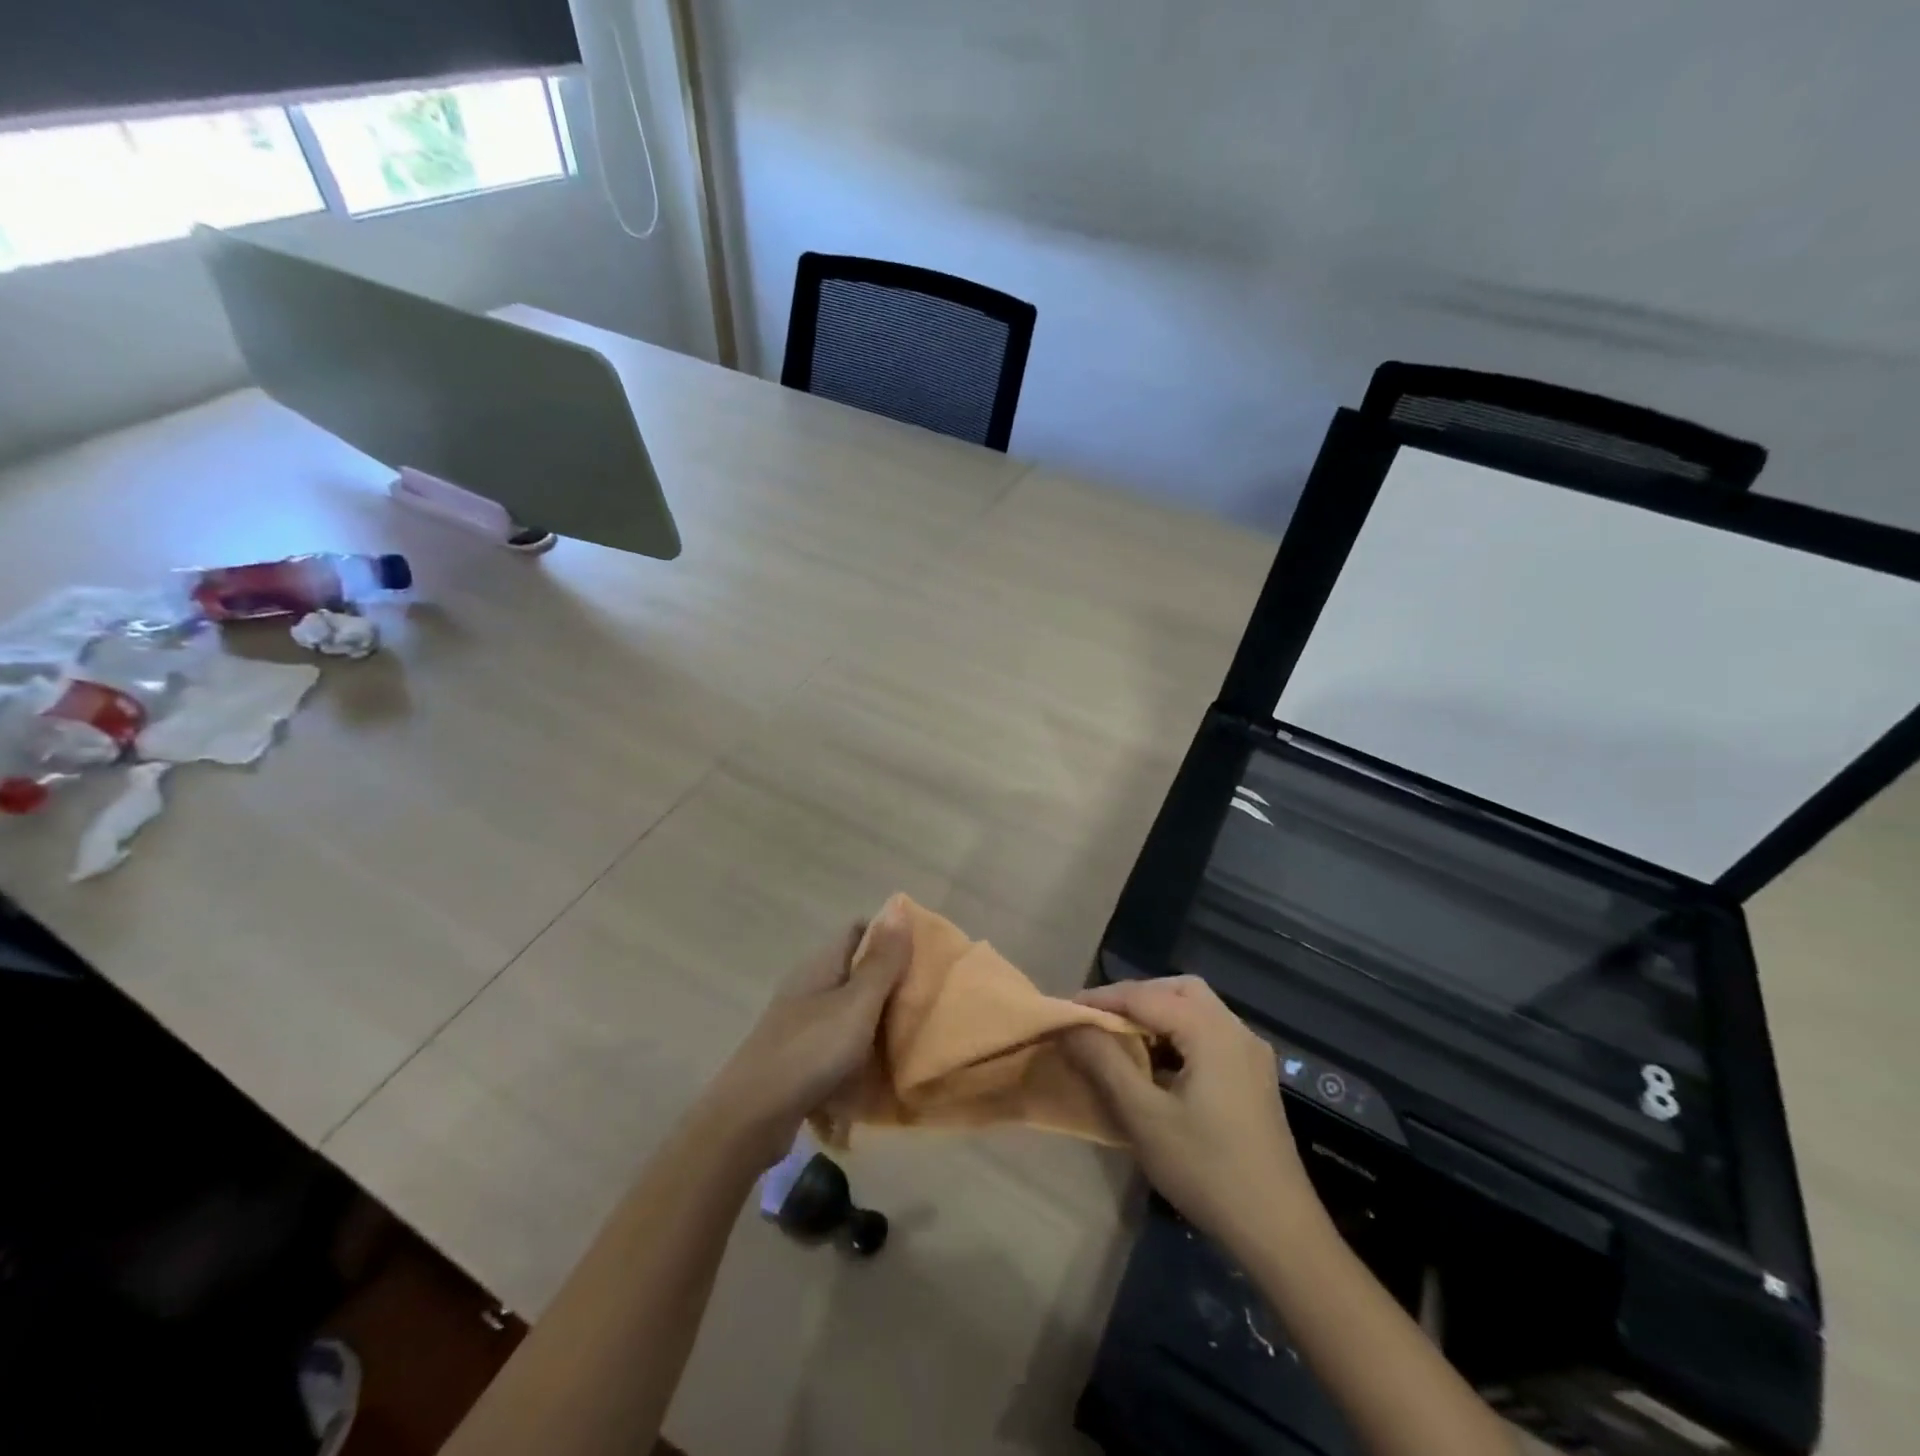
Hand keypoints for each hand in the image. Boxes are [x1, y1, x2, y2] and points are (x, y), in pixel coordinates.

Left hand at [701, 903, 913, 1167]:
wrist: (751, 1118)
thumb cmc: (810, 1051)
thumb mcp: (856, 1004)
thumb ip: (881, 961)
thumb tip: (900, 906)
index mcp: (821, 965)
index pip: (858, 931)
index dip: (890, 935)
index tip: (925, 954)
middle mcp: (809, 987)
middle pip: (856, 973)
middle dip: (890, 984)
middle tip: (928, 999)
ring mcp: (801, 1024)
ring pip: (849, 1012)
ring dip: (877, 1023)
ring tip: (914, 1037)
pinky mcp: (799, 1059)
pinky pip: (838, 1047)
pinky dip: (858, 1056)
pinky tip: (879, 1074)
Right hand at [1064, 976, 1317, 1253]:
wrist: (1280, 1233)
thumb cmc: (1207, 1170)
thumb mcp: (1144, 1117)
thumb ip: (1104, 1062)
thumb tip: (1071, 1025)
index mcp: (1210, 1031)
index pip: (1145, 995)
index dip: (1102, 998)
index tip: (1066, 1010)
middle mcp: (1235, 1030)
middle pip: (1177, 990)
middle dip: (1135, 998)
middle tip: (1099, 1020)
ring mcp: (1251, 1054)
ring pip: (1196, 1009)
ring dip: (1157, 1015)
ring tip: (1122, 1041)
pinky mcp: (1254, 1078)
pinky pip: (1209, 1034)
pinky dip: (1178, 1034)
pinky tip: (1158, 1066)